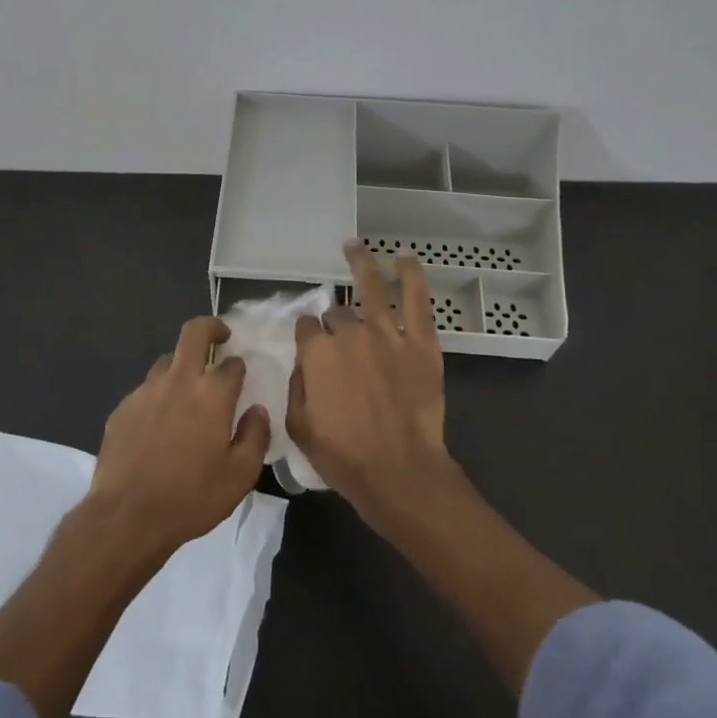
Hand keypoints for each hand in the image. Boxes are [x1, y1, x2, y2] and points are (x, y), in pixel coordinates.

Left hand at [87, 316, 271, 554]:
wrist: (127, 517)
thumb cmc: (192, 497)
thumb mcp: (240, 475)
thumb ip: (255, 436)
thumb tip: (257, 410)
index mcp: (211, 394)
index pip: (231, 363)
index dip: (239, 367)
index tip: (240, 377)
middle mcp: (178, 381)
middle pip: (193, 333)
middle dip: (211, 327)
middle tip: (220, 337)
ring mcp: (145, 391)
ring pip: (167, 361)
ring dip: (182, 366)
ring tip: (187, 392)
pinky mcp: (122, 408)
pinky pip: (145, 390)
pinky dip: (158, 396)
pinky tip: (159, 425)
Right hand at [289, 241, 451, 520]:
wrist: (399, 471)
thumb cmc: (344, 456)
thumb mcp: (298, 426)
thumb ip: (296, 385)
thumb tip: (304, 363)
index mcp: (316, 354)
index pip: (306, 327)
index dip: (308, 336)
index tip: (312, 346)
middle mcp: (349, 334)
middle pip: (336, 314)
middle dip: (335, 322)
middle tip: (342, 342)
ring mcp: (386, 334)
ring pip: (370, 288)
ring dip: (361, 263)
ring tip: (353, 246)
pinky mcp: (420, 342)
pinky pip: (416, 298)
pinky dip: (410, 274)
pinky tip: (403, 257)